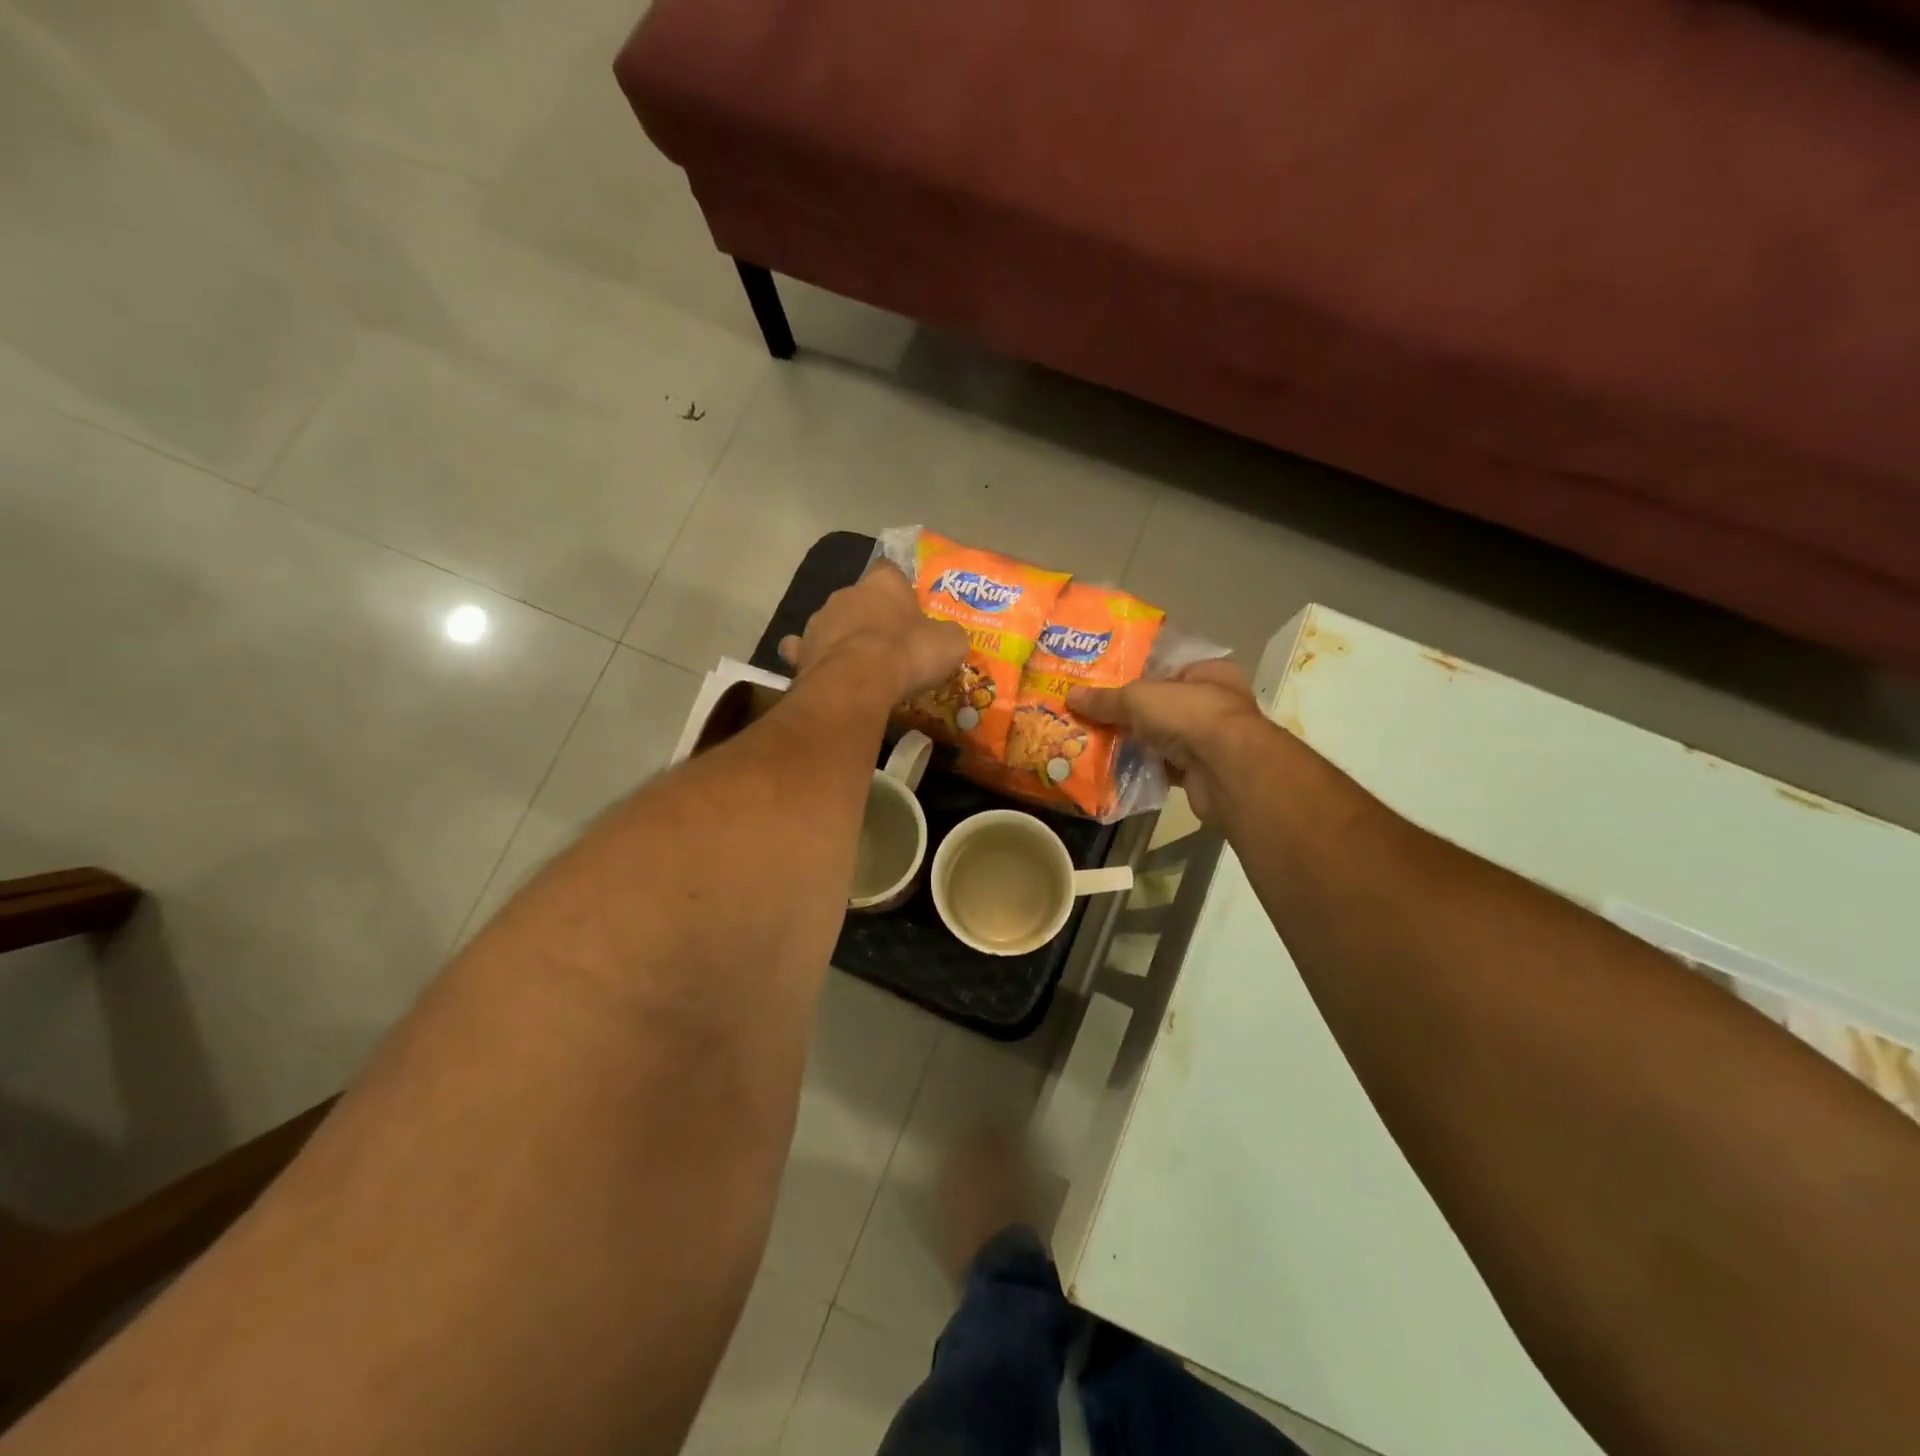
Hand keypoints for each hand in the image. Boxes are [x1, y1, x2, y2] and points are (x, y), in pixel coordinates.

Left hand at [780, 562, 967, 702]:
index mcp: (883, 582)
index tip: (909, 609)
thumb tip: (948, 638)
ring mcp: (819, 620)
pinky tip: (822, 671)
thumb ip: (948, 635)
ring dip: (844, 637)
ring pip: (833, 623)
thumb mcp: (949, 643)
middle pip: (861, 599)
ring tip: (860, 664)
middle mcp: (847, 592)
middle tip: (889, 643)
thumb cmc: (908, 653)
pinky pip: (804, 650)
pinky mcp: (802, 651)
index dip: (900, 589)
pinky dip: (813, 657)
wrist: (857, 682)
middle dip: (872, 616)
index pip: (891, 571)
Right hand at [1069, 659, 1267, 822]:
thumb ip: (1106, 699)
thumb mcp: (1138, 698)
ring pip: (1161, 736)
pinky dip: (1142, 766)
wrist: (1226, 771)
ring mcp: (1209, 739)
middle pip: (1161, 703)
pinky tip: (1113, 767)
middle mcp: (1213, 702)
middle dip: (1128, 710)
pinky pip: (1163, 765)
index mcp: (1208, 672)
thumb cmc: (1190, 715)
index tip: (1104, 679)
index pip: (1167, 666)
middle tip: (1091, 711)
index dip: (1135, 671)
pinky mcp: (1201, 771)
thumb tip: (1070, 696)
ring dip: (1134, 740)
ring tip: (1094, 739)